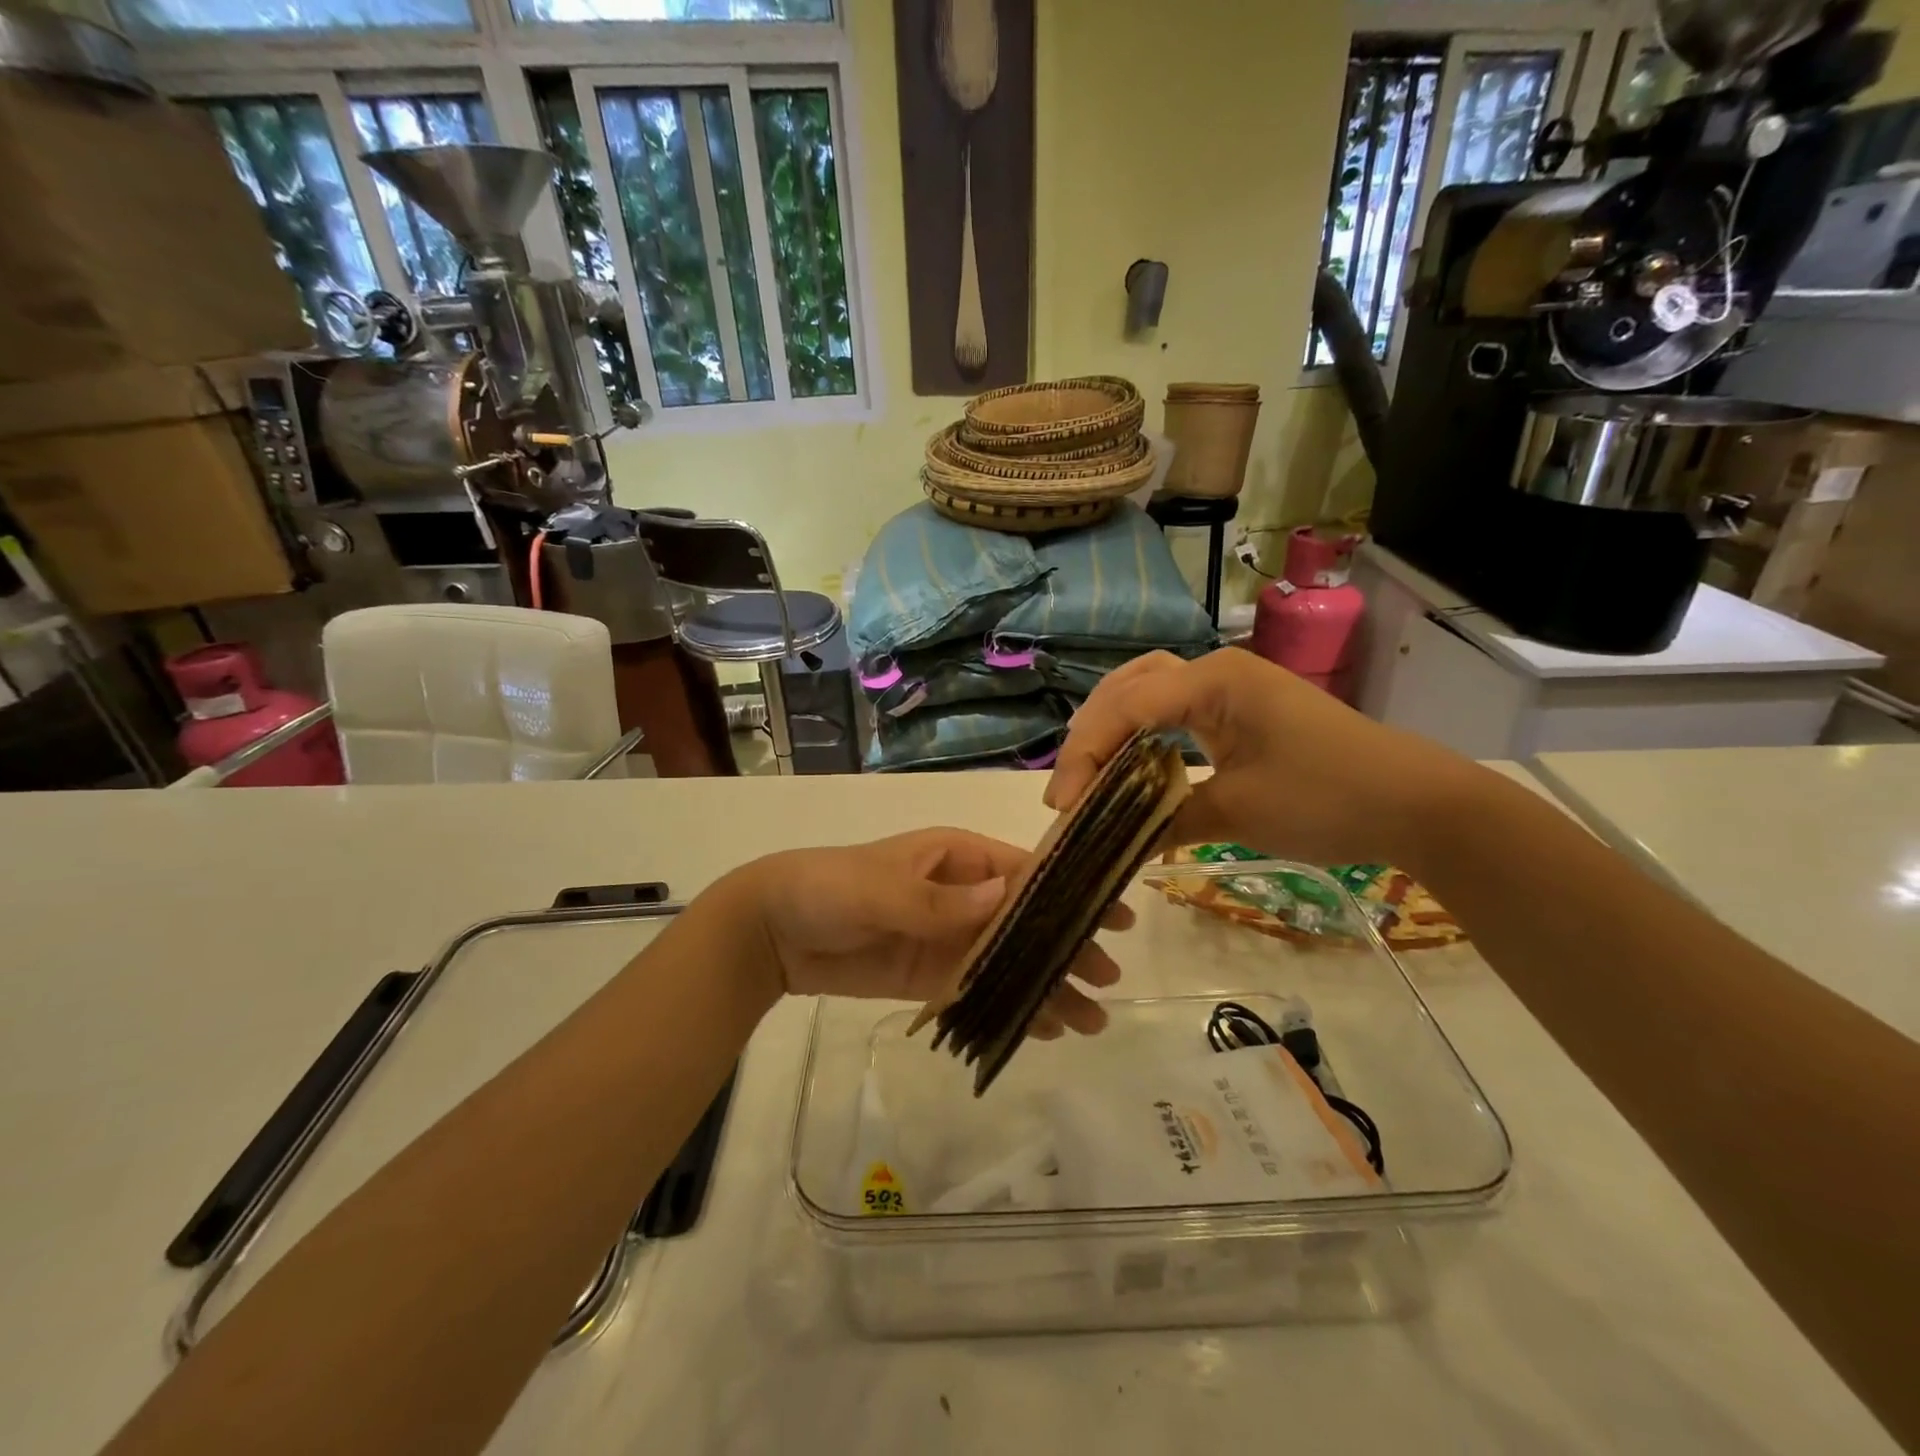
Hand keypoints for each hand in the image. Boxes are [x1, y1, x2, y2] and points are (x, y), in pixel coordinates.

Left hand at [738, 829, 1127, 1038]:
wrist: (774, 931)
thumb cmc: (828, 888)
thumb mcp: (878, 887)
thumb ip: (936, 901)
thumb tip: (1005, 898)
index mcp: (957, 857)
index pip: (1026, 872)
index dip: (1071, 892)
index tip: (1114, 917)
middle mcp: (963, 894)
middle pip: (1027, 921)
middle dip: (1067, 947)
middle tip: (1108, 982)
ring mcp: (949, 937)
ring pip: (1010, 960)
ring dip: (1047, 985)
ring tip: (1089, 1021)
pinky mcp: (932, 974)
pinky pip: (981, 988)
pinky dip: (1011, 1005)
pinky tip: (1043, 1028)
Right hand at [1045, 649, 1472, 866]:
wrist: (1416, 803)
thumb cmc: (1328, 798)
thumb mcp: (1238, 812)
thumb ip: (1166, 817)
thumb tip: (1116, 841)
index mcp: (1212, 680)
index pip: (1125, 707)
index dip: (1084, 755)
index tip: (1063, 807)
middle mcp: (1214, 670)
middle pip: (1127, 687)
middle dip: (1090, 735)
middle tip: (1069, 789)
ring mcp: (1230, 687)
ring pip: (1148, 692)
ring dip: (1112, 727)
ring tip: (1089, 771)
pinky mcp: (1241, 710)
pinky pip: (1174, 710)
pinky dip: (1143, 734)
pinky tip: (1132, 764)